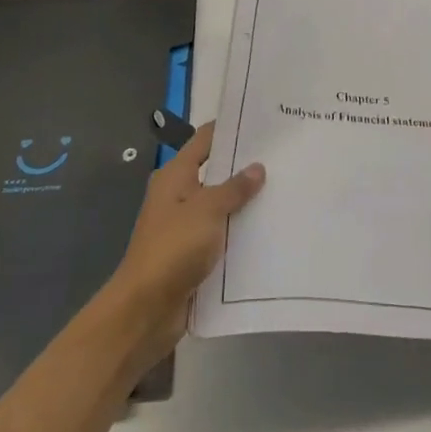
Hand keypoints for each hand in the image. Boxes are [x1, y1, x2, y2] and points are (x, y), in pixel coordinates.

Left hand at [102, 121, 264, 368]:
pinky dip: (239, 231)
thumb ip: (234, 188)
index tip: (262, 121)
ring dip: (245, 202)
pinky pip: (221, 234)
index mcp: (175, 176)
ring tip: (285, 189)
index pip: (205, 140)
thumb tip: (257, 167)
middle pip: (215, 172)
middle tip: (283, 156)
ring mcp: (185, 226)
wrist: (145, 310)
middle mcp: (178, 195)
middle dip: (244, 166)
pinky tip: (269, 228)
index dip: (230, 129)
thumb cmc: (173, 249)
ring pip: (220, 205)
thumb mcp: (207, 210)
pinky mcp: (193, 254)